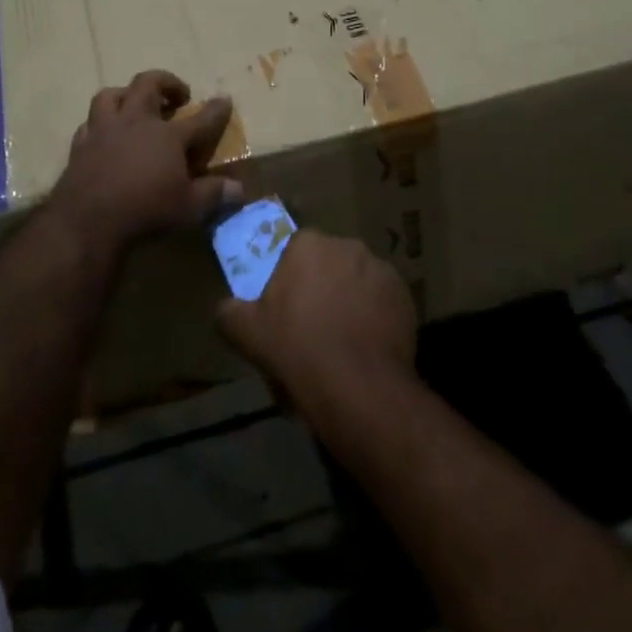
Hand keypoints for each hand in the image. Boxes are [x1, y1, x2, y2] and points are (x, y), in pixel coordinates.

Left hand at [52, 70, 241, 255]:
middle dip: (167, 82)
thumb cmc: (146, 211)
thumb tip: (239, 189)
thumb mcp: (189, 207)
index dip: (216, 110)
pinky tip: (105, 135)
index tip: (225, 99)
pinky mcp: (81, 145)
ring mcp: (104, 131)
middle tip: (177, 95)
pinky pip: (89, 124)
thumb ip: (214, 194)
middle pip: (149, 84)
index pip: (200, 119)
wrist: (88, 222)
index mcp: (168, 136)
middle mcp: (136, 123)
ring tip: (134, 104)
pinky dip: (100, 125)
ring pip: (111, 95)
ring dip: (126, 95)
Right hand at [217, 229, 417, 418]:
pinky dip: (375, 315)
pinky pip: (383, 301)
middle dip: (322, 283)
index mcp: (309, 245)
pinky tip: (366, 345)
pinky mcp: (405, 296)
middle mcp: (348, 246)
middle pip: (329, 261)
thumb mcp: (246, 333)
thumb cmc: (296, 349)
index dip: (289, 276)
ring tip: (343, 337)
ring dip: (350, 298)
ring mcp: (381, 269)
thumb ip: (229, 312)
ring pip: (358, 279)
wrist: (357, 386)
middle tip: (312, 322)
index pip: (295, 248)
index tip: (285, 304)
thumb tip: (226, 307)